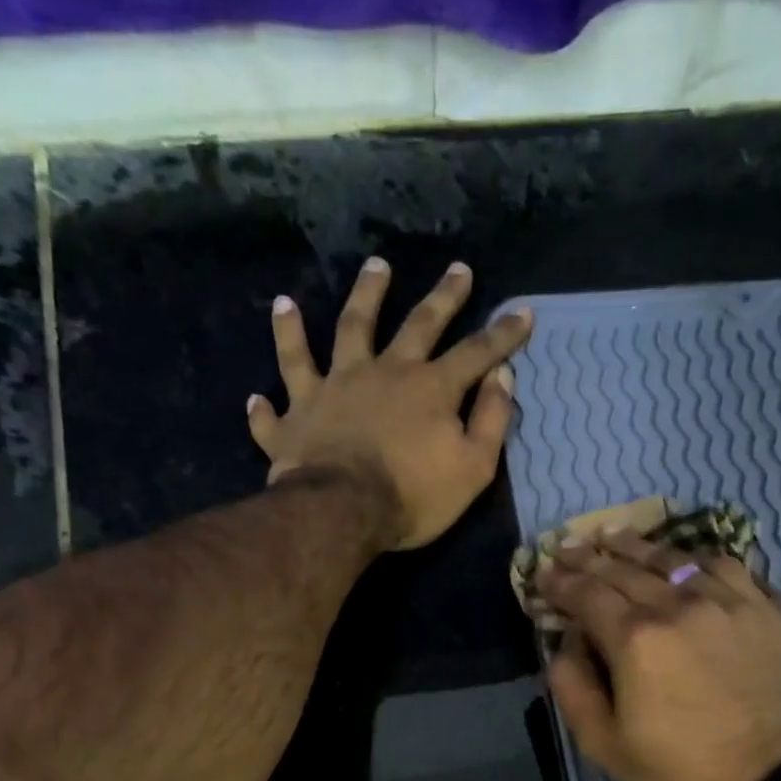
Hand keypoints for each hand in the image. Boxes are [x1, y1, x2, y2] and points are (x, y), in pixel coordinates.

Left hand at [248, 258, 534, 549]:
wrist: (342, 512)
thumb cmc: (413, 496)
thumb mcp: (472, 468)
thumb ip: (490, 421)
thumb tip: (503, 378)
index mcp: (429, 389)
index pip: (475, 353)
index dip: (502, 334)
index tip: (523, 311)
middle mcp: (382, 373)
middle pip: (416, 324)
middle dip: (442, 297)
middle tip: (457, 268)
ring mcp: (333, 388)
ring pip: (345, 331)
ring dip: (360, 298)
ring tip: (371, 269)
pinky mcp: (296, 415)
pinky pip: (280, 395)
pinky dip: (272, 384)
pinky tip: (258, 392)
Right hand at [539, 533, 780, 780]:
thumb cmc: (678, 773)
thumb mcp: (603, 746)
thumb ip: (572, 687)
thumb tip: (565, 643)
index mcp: (636, 640)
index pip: (587, 594)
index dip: (560, 582)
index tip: (542, 574)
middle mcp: (680, 606)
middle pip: (625, 568)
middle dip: (589, 557)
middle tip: (568, 548)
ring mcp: (730, 603)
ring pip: (675, 559)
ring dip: (638, 547)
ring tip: (616, 537)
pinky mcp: (766, 611)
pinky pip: (729, 568)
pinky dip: (698, 560)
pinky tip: (687, 562)